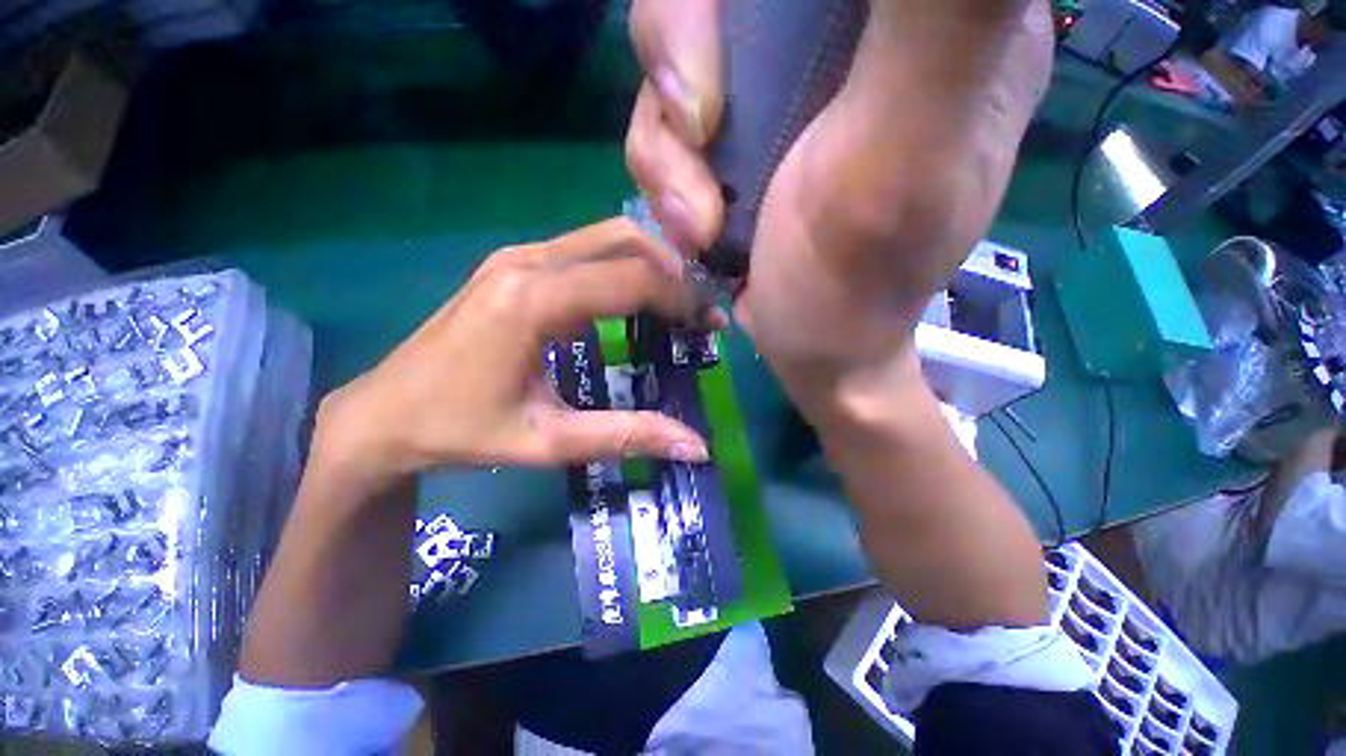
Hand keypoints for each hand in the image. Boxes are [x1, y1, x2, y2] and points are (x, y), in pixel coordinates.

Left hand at [315, 219, 720, 486]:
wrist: (383, 413)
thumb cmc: (462, 430)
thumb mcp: (549, 442)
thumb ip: (627, 436)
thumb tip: (696, 447)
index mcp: (533, 301)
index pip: (632, 279)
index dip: (681, 298)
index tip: (711, 323)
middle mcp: (527, 262)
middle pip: (623, 240)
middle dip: (672, 270)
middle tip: (698, 311)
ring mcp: (516, 257)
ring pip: (605, 237)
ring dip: (649, 264)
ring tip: (676, 305)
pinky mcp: (512, 265)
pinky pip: (583, 250)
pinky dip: (622, 266)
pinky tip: (633, 302)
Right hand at [625, 0, 1052, 422]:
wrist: (816, 352)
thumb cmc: (860, 281)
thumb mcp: (907, 159)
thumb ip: (945, 24)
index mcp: (928, 20)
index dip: (747, 0)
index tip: (727, 74)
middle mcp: (847, 34)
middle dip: (681, 57)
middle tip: (698, 136)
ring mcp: (779, 85)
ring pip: (675, 53)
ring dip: (668, 151)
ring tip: (701, 225)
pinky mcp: (736, 135)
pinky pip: (663, 119)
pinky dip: (664, 176)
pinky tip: (695, 230)